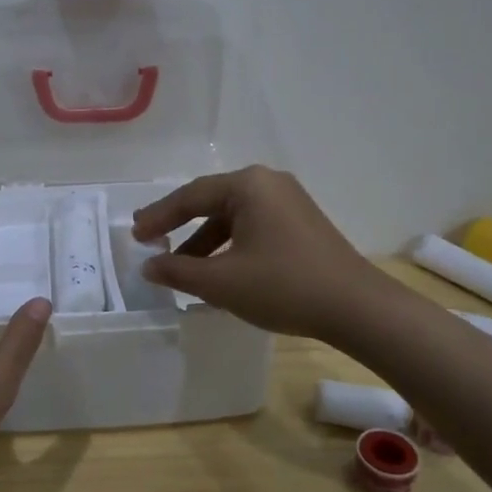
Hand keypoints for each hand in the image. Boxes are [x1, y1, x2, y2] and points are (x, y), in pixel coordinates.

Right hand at [131, 165, 386, 342]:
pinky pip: (254, 227)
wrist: (356, 308)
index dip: (159, 216)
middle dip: (181, 226)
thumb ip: (178, 272)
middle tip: (152, 242)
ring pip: (234, 218)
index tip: (135, 235)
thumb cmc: (283, 286)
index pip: (191, 196)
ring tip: (183, 268)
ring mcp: (290, 202)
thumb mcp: (222, 282)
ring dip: (205, 242)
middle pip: (212, 202)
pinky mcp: (302, 224)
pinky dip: (230, 246)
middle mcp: (269, 183)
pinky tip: (220, 272)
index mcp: (248, 185)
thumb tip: (148, 267)